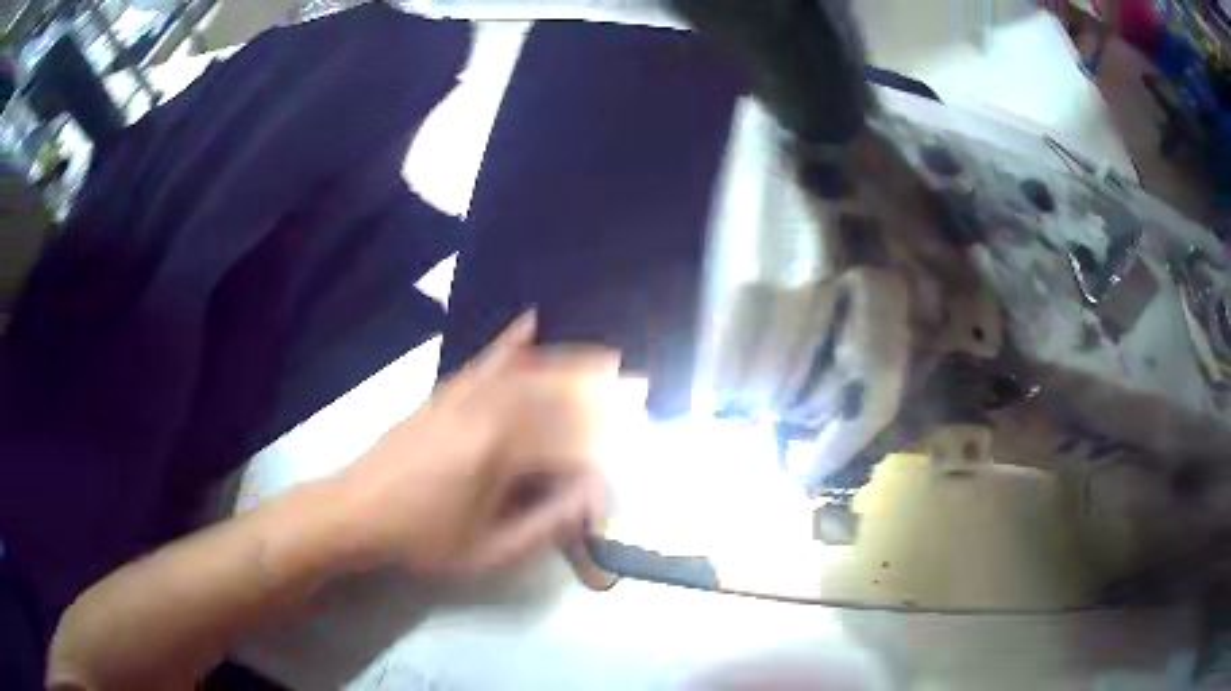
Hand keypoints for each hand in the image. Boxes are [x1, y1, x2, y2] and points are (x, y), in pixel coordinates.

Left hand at [336, 312, 620, 576]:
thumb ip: (546, 525)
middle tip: (638, 387)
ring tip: (606, 359)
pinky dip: (511, 342)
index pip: (569, 448)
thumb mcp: (488, 551)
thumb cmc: (423, 539)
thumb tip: (590, 498)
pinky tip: (530, 322)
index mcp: (501, 452)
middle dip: (602, 394)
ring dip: (571, 364)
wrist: (356, 511)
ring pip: (529, 373)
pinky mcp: (445, 394)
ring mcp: (463, 397)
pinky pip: (485, 361)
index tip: (621, 469)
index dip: (599, 462)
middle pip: (557, 396)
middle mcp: (488, 412)